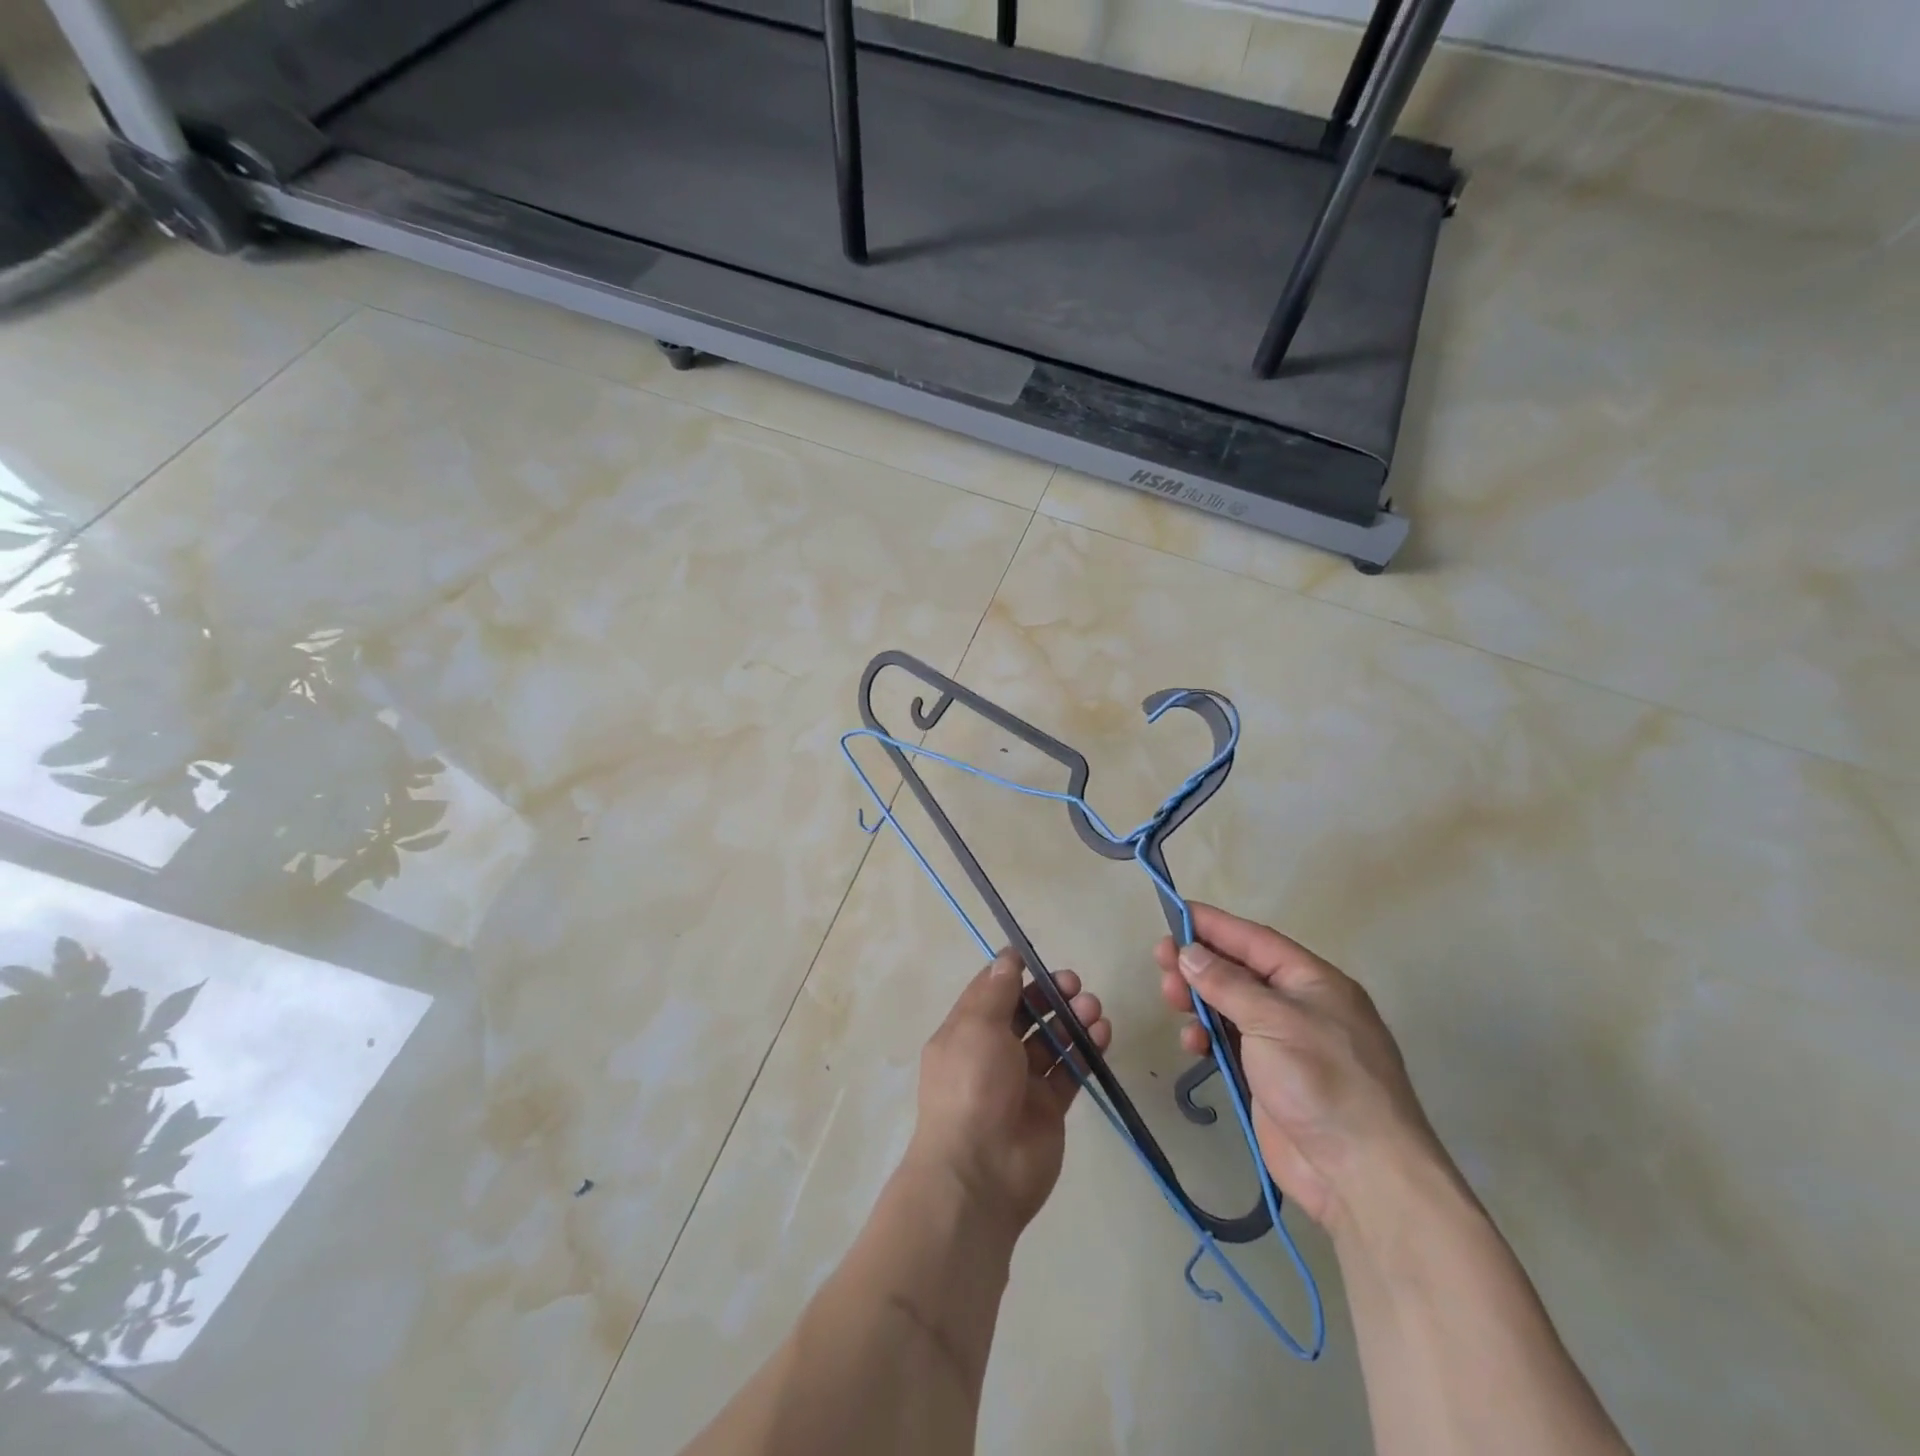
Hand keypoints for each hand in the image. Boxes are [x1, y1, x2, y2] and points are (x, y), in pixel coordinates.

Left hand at [906, 950, 1112, 1235]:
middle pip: (1025, 1014)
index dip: (1012, 973)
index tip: (1036, 958)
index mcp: (965, 1032)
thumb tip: (1007, 957)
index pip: (990, 993)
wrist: (981, 1171)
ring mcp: (1022, 1081)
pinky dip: (1086, 1050)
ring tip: (1093, 1008)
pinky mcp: (1049, 1107)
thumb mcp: (977, 1027)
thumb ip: (997, 991)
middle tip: (1074, 984)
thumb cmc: (972, 1086)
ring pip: (1051, 1040)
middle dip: (1049, 994)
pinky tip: (1102, 1033)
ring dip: (1072, 1019)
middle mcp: (991, 1053)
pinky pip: (1069, 1070)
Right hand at [1155, 904, 1442, 1235]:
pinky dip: (1207, 1037)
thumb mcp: (1274, 1022)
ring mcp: (1284, 1044)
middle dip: (1199, 964)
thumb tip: (1189, 953)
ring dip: (1198, 999)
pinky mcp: (1269, 1078)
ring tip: (1170, 999)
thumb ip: (1227, 984)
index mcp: (1313, 982)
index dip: (1214, 925)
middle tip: (1160, 960)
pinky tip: (1192, 1044)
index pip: (1255, 940)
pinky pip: (1229, 1043)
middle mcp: (1299, 1006)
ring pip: (1229, 1006)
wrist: (1362, 1174)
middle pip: (1239, 972)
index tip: (1174, 912)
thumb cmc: (1323, 1081)